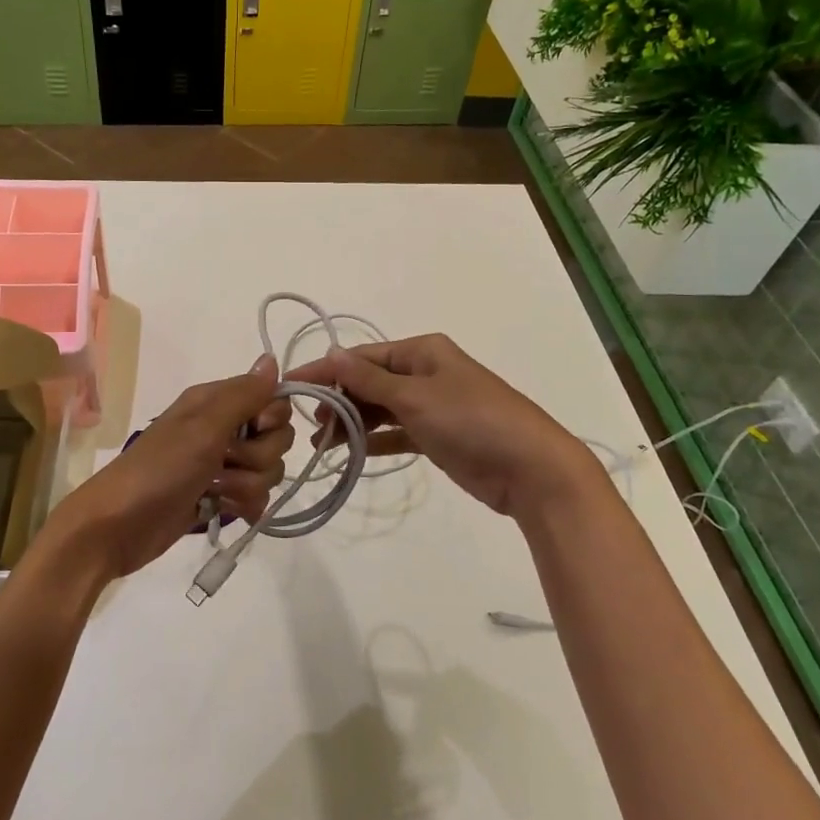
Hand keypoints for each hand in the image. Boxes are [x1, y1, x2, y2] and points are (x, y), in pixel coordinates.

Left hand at [42, 355, 295, 581]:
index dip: (272, 418)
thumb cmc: (159, 470)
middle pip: (276, 438)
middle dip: (259, 457)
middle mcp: (222, 429)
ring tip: (215, 491)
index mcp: (215, 403)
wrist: (118, 527)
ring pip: (268, 470)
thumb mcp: (203, 428)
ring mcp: (221, 465)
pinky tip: (224, 509)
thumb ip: (243, 396)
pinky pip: (256, 496)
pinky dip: (245, 505)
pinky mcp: (220, 496)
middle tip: (225, 463)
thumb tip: (272, 359)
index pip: (272, 399)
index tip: (255, 429)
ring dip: (247, 484)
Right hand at [287, 334, 595, 519]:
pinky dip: (372, 440)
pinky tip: (347, 453)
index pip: (361, 356)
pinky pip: (394, 432)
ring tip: (321, 443)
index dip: (325, 370)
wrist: (530, 468)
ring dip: (351, 423)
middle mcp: (424, 372)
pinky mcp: (435, 436)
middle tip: (310, 425)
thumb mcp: (416, 396)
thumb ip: (370, 378)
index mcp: (421, 351)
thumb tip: (331, 352)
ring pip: (379, 409)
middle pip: (368, 381)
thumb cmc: (471, 420)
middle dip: (337, 400)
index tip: (289, 386)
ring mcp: (431, 405)